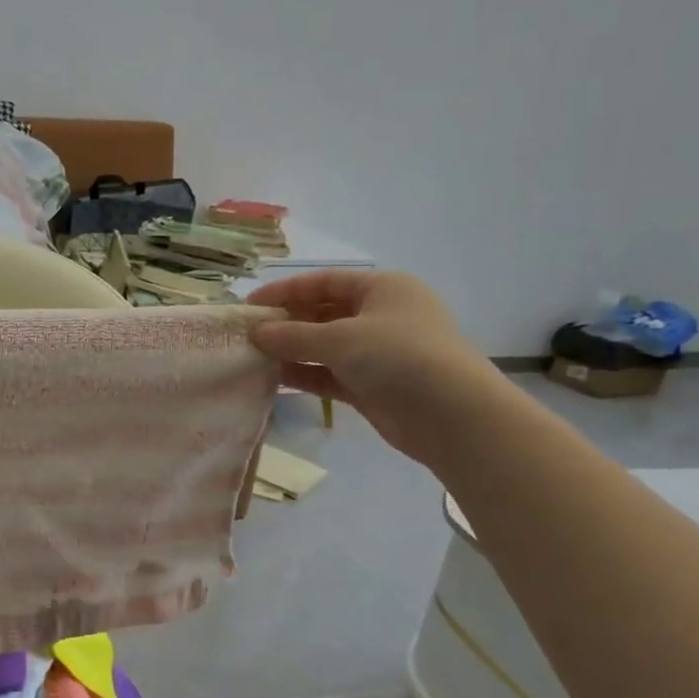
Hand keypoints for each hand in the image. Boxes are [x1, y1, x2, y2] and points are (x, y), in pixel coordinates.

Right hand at [247, 270, 501, 463]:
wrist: (451, 415)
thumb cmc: (398, 357)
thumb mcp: (340, 339)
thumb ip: (293, 335)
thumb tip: (256, 332)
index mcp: (382, 289)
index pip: (324, 282)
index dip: (285, 291)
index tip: (249, 305)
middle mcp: (381, 316)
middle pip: (323, 313)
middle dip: (286, 323)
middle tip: (247, 334)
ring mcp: (377, 352)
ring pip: (324, 346)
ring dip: (291, 351)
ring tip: (253, 357)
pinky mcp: (371, 385)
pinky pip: (330, 373)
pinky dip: (305, 374)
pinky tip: (274, 378)